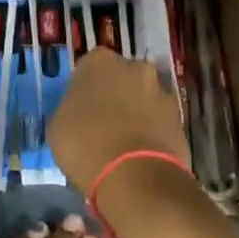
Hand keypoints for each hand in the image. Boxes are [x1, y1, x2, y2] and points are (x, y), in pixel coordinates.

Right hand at [48, 48, 189, 196]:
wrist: (135, 175)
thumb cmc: (85, 144)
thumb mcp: (58, 126)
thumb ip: (70, 109)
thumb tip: (78, 112)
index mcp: (99, 61)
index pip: (90, 66)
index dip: (86, 88)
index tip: (81, 108)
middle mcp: (134, 67)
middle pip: (122, 78)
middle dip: (116, 95)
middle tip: (104, 123)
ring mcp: (161, 92)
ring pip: (144, 99)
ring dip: (137, 114)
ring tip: (123, 145)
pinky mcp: (180, 120)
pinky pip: (160, 123)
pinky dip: (152, 134)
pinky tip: (140, 156)